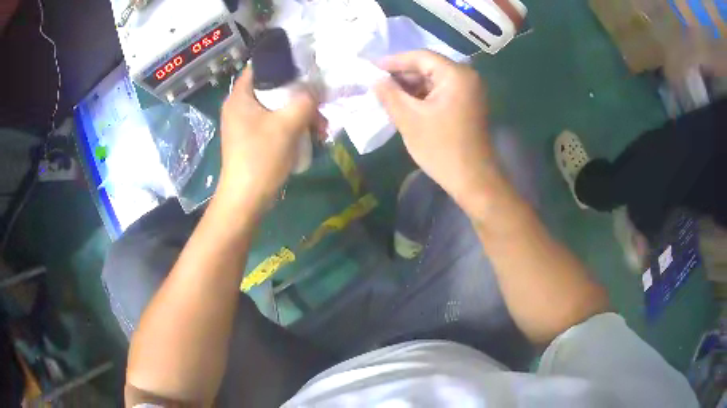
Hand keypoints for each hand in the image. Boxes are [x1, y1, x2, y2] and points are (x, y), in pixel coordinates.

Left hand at [217, 67, 316, 212]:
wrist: (246, 199)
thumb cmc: (261, 157)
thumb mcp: (287, 124)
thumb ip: (305, 100)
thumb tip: (316, 89)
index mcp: (240, 97)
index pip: (261, 67)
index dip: (284, 63)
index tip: (307, 66)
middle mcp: (240, 106)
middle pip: (272, 88)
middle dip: (299, 95)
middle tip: (319, 102)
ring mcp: (245, 124)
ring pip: (277, 108)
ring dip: (300, 114)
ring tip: (321, 127)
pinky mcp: (253, 139)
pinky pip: (275, 123)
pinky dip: (292, 126)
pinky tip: (311, 136)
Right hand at [374, 51, 494, 209]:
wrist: (473, 180)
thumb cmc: (441, 148)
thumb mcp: (409, 119)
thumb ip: (390, 95)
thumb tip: (375, 80)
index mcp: (456, 75)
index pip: (421, 57)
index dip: (395, 61)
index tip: (372, 67)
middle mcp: (467, 77)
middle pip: (429, 67)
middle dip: (403, 75)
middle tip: (378, 83)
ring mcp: (470, 92)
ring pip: (434, 81)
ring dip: (411, 87)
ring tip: (387, 95)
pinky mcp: (468, 105)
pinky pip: (442, 92)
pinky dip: (423, 96)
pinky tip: (405, 104)